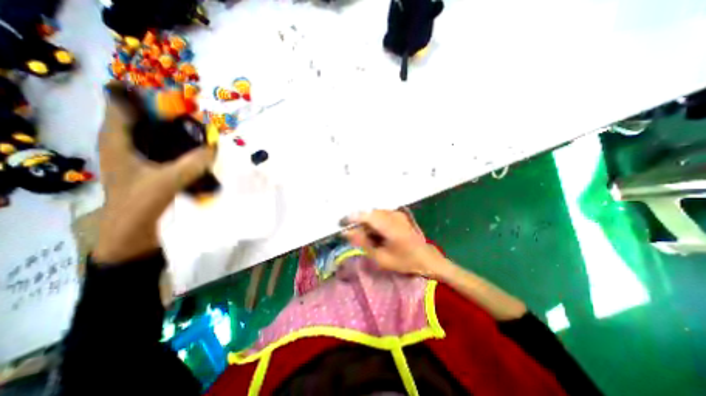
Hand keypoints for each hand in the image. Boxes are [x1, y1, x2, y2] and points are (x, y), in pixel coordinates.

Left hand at [92, 83, 215, 263]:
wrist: (135, 234)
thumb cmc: (139, 206)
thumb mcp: (166, 182)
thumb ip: (192, 163)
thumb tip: (216, 146)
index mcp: (118, 141)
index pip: (124, 105)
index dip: (147, 95)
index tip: (177, 96)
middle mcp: (130, 145)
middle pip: (149, 119)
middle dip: (173, 115)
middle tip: (200, 115)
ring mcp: (146, 159)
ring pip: (164, 137)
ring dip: (184, 134)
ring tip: (207, 131)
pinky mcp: (159, 171)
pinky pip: (175, 153)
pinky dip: (189, 150)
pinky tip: (205, 152)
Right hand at [343, 209, 446, 277]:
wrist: (426, 258)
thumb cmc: (404, 261)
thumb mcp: (380, 257)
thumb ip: (362, 243)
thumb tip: (346, 232)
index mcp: (389, 226)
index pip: (365, 215)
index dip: (351, 217)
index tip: (340, 223)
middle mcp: (393, 215)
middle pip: (368, 213)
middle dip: (358, 222)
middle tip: (353, 235)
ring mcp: (397, 213)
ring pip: (374, 214)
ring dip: (366, 223)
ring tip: (366, 237)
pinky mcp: (398, 214)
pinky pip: (380, 215)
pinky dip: (374, 223)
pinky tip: (376, 234)